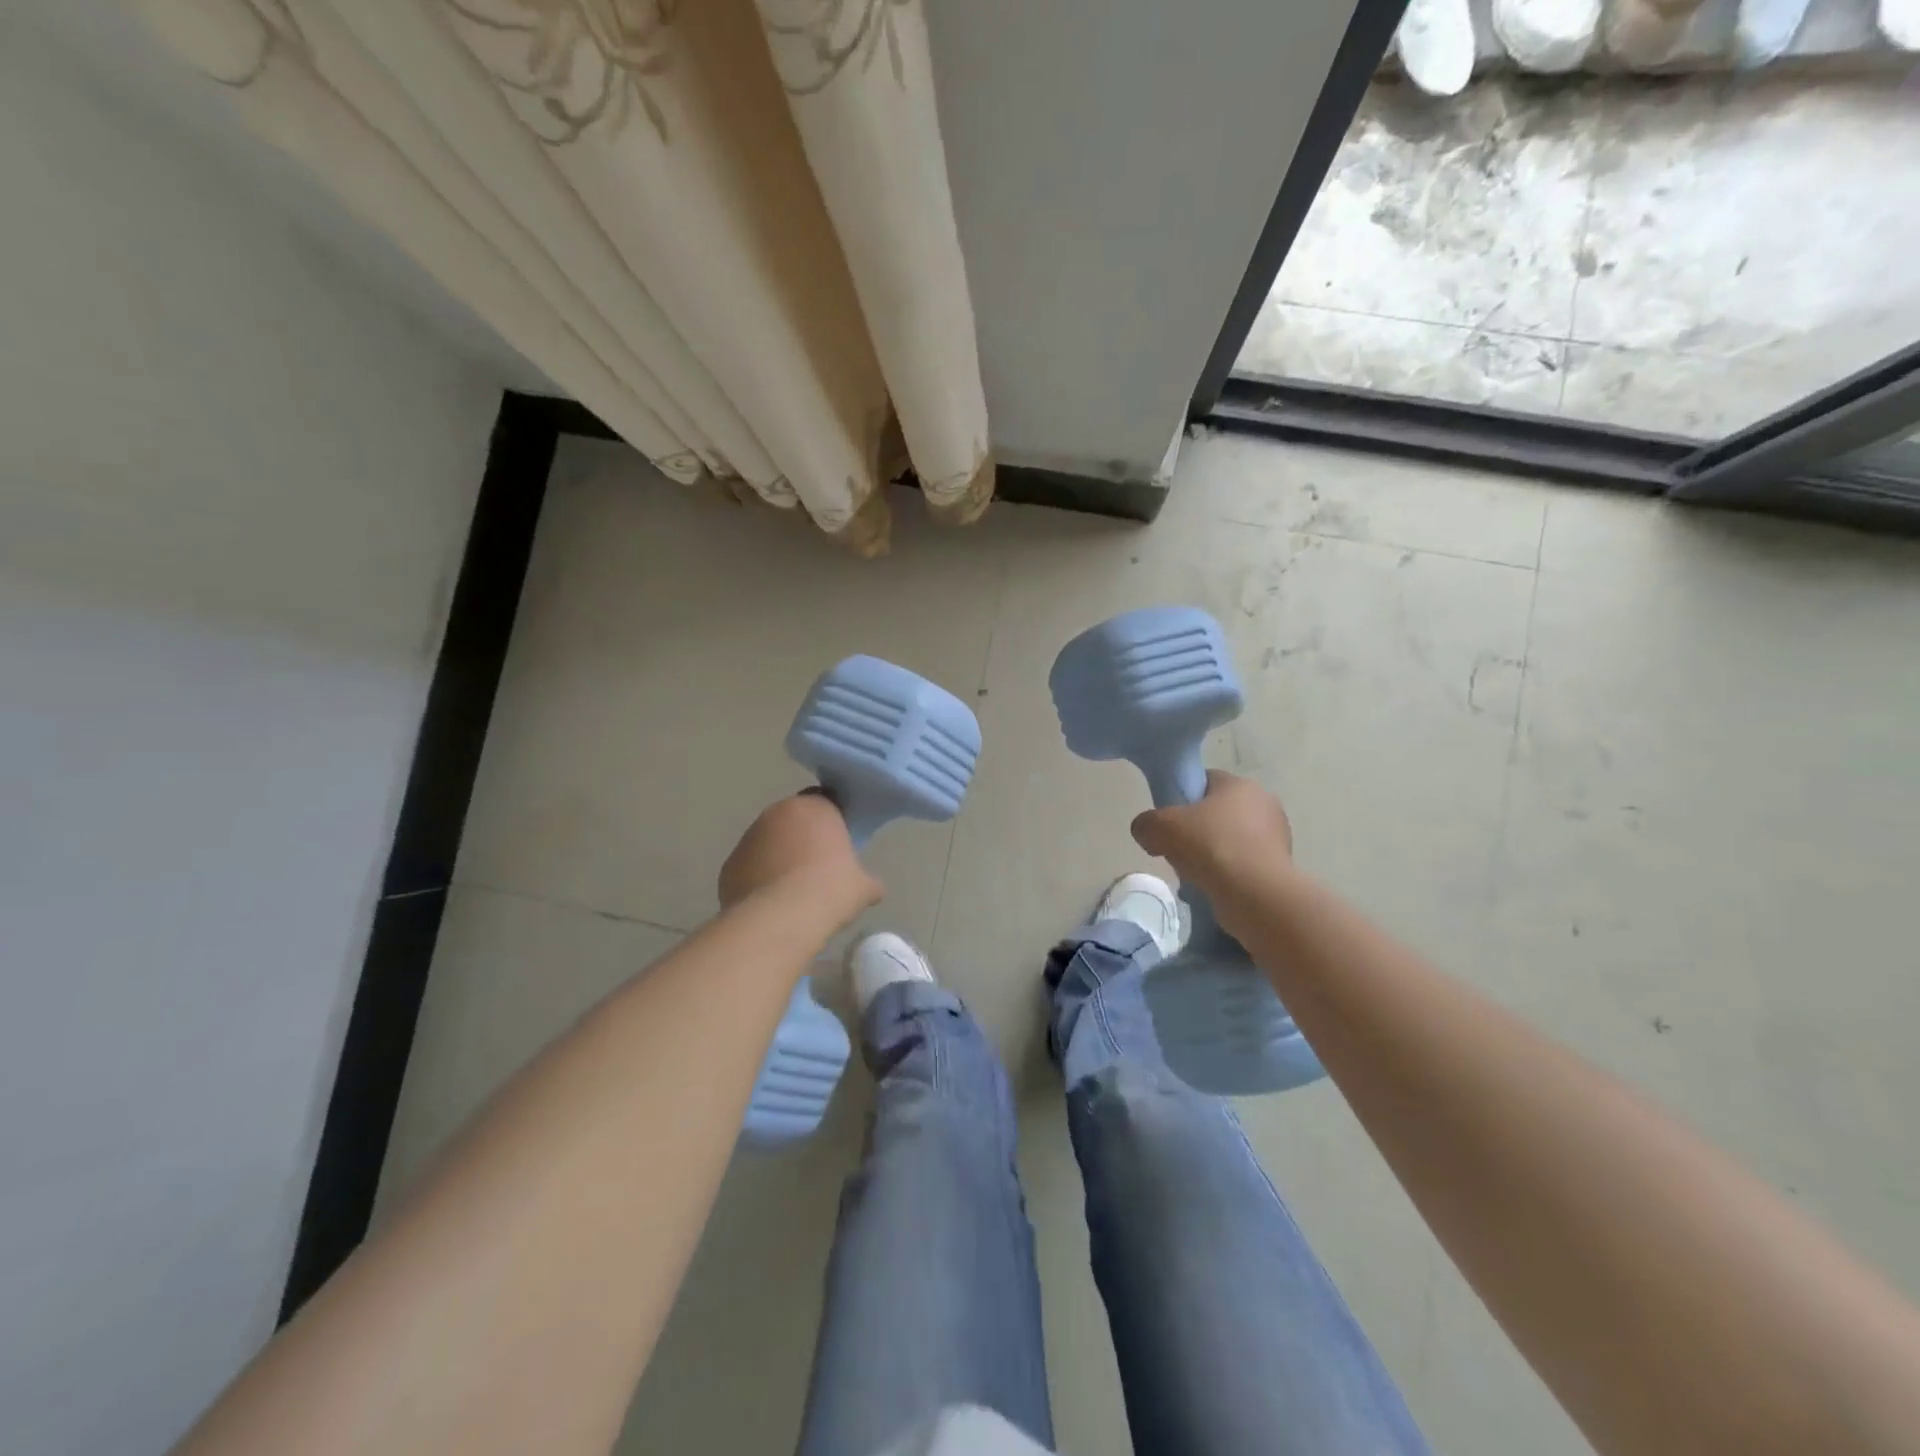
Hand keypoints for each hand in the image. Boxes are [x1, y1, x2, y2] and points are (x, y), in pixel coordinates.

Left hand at [718, 790, 881, 927]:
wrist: (781, 918)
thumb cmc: (830, 890)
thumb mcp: (863, 887)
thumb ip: (868, 880)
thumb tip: (874, 888)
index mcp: (814, 807)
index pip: (826, 803)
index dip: (833, 824)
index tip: (840, 847)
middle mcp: (776, 813)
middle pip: (793, 821)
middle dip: (803, 839)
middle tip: (818, 869)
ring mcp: (748, 838)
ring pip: (768, 844)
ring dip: (778, 859)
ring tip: (793, 892)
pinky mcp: (729, 865)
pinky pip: (749, 868)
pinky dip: (759, 880)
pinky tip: (772, 905)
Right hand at [1131, 771, 1292, 900]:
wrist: (1256, 895)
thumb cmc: (1211, 847)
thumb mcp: (1161, 828)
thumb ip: (1146, 824)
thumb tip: (1146, 832)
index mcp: (1240, 784)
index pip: (1205, 781)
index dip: (1181, 798)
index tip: (1168, 822)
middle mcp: (1264, 803)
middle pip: (1217, 812)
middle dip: (1196, 831)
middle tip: (1177, 850)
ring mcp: (1277, 836)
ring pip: (1230, 840)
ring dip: (1211, 855)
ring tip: (1194, 876)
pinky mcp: (1280, 866)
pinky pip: (1243, 864)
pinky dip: (1228, 875)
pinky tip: (1213, 890)